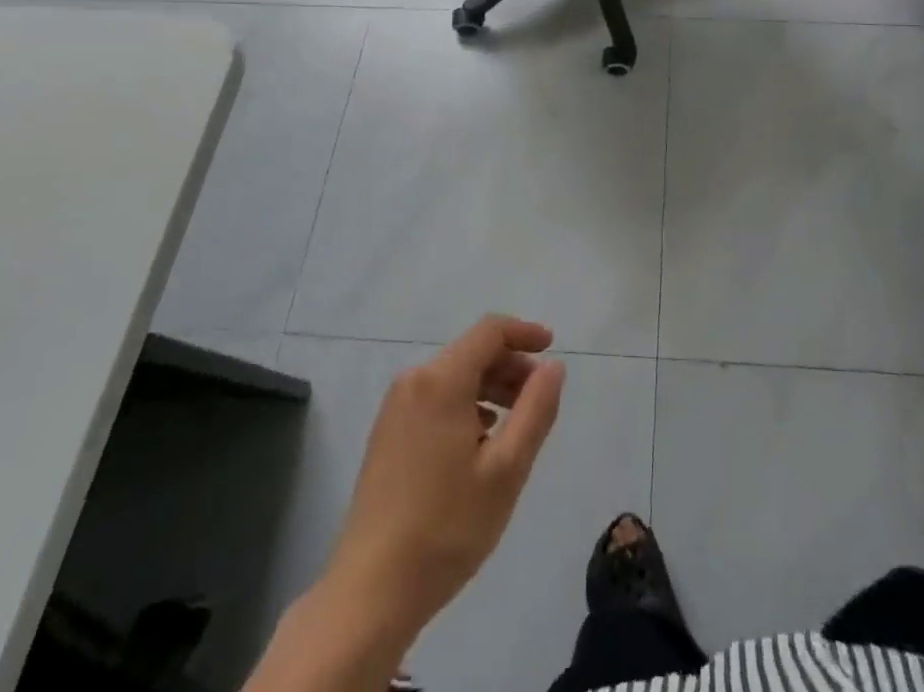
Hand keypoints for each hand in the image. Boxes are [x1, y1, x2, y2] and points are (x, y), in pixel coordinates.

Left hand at [326, 315, 565, 637]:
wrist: (370, 592)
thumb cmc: (447, 527)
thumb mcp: (507, 469)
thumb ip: (536, 410)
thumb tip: (553, 366)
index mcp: (442, 380)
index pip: (490, 331)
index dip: (524, 332)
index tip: (552, 348)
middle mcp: (414, 381)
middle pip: (472, 352)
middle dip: (510, 365)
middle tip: (540, 398)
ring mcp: (395, 408)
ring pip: (454, 376)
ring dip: (490, 387)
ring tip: (516, 424)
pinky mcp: (387, 434)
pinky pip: (435, 398)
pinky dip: (466, 404)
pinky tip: (480, 441)